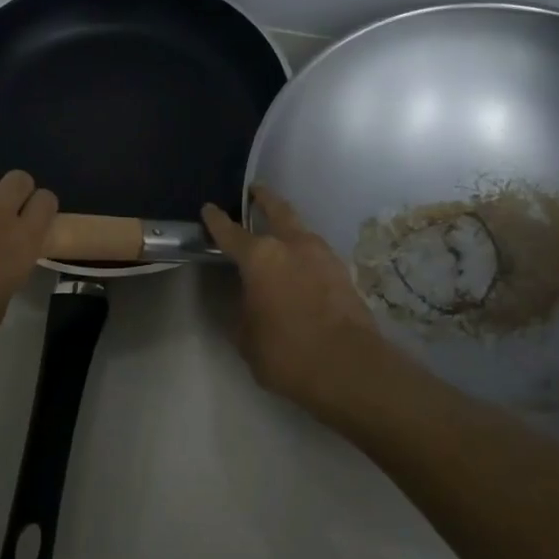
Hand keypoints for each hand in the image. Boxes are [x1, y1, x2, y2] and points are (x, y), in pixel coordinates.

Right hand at [201, 185, 389, 415]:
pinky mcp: (344, 273)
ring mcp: (323, 255)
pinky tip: (300, 266)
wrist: (350, 368)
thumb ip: (244, 310)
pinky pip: (317, 252)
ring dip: (288, 225)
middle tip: (255, 191)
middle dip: (264, 198)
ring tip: (279, 232)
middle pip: (277, 210)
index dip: (216, 220)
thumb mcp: (247, 337)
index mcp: (261, 257)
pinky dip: (304, 252)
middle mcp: (292, 245)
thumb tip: (248, 299)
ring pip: (301, 229)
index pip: (231, 232)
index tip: (209, 208)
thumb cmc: (287, 352)